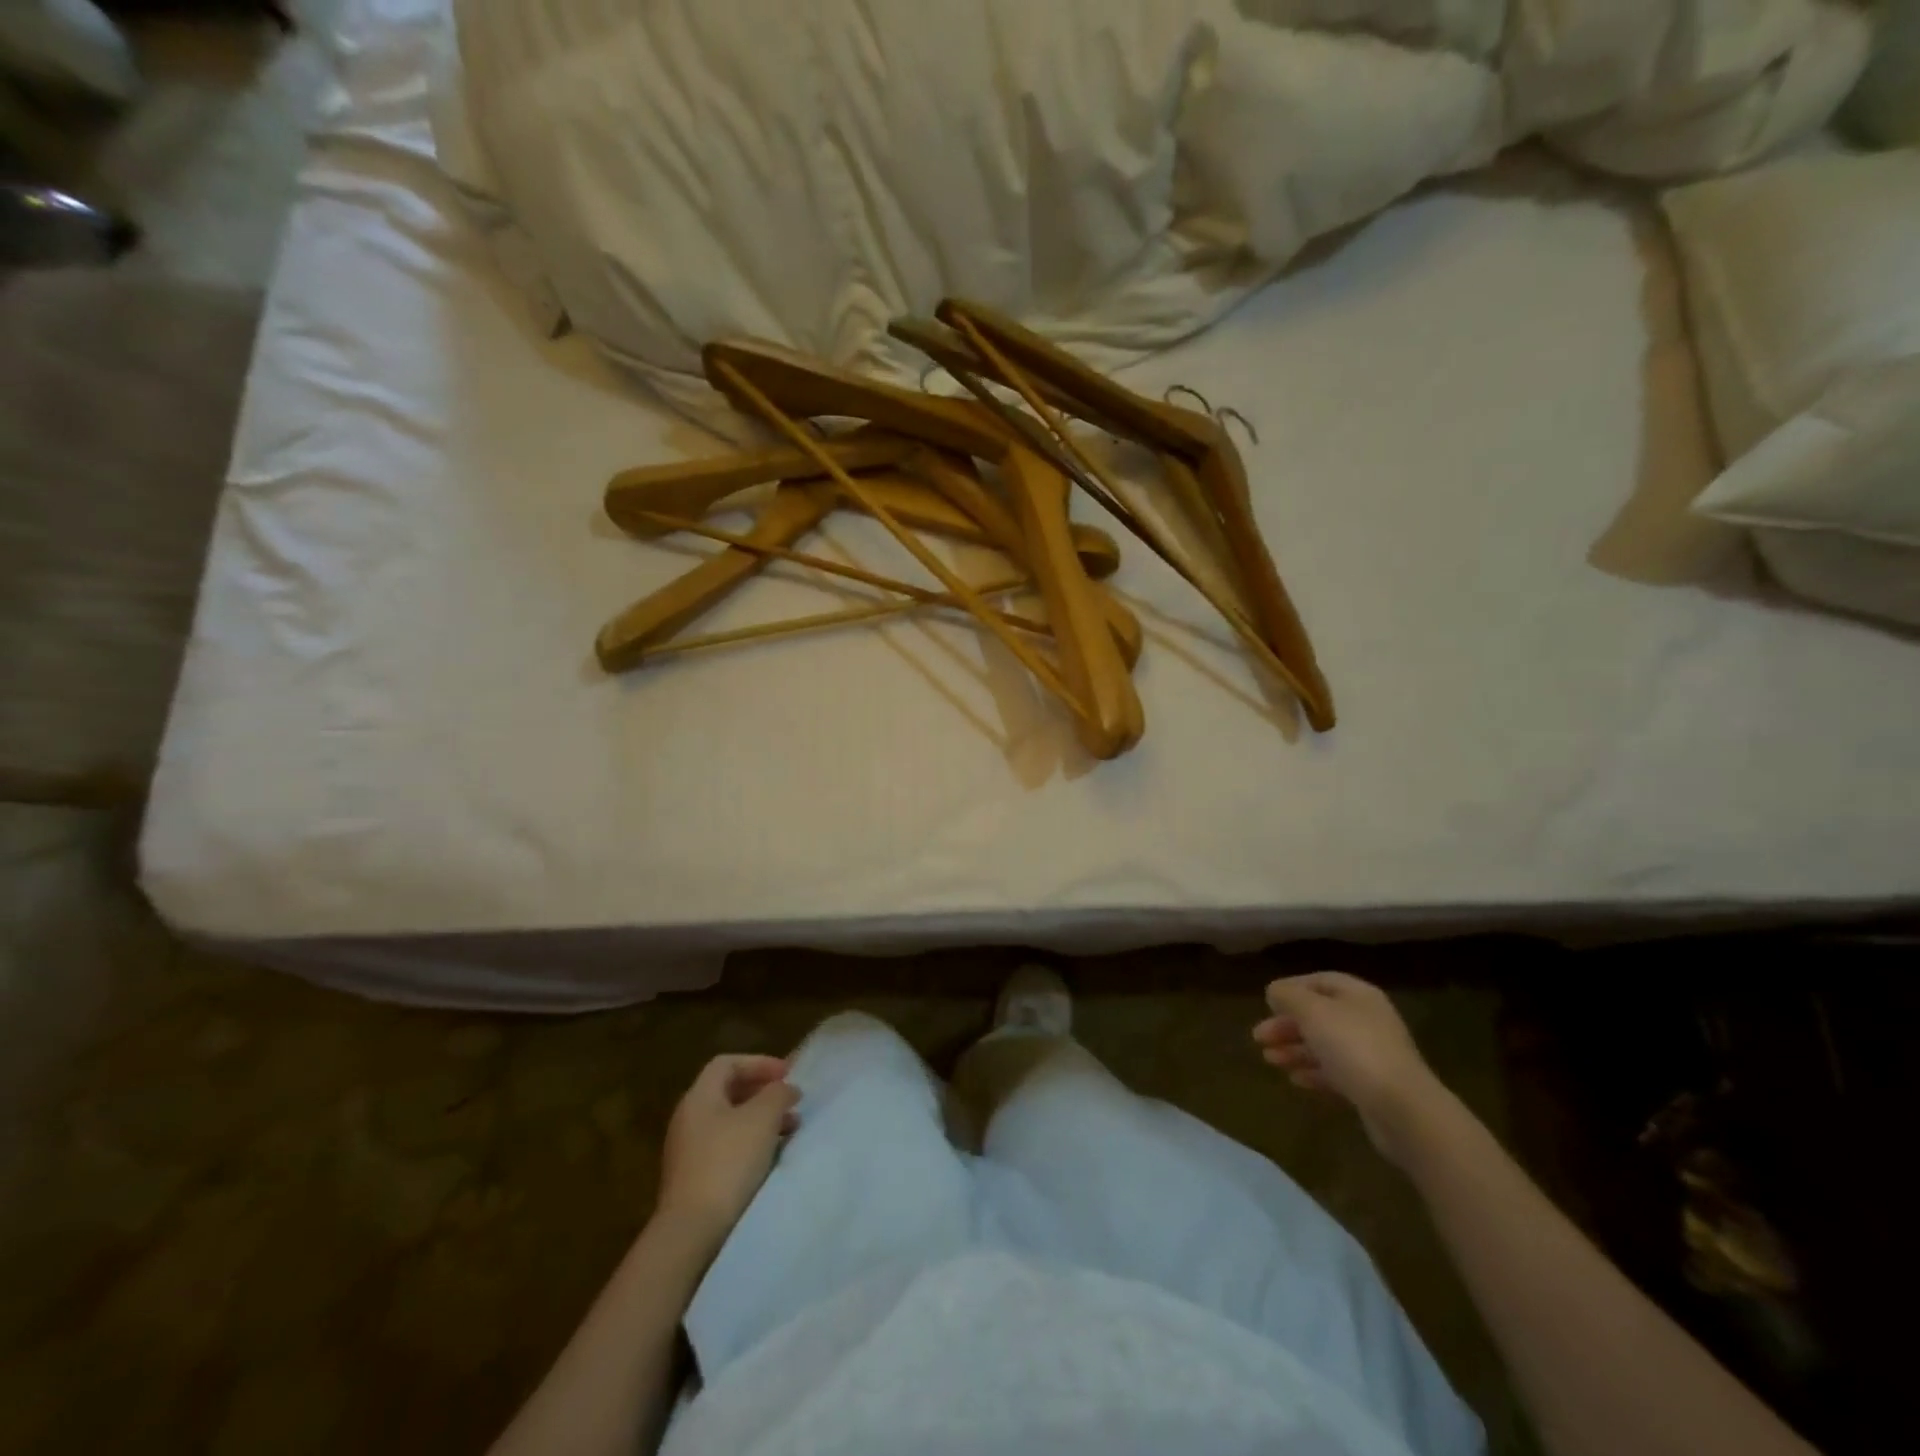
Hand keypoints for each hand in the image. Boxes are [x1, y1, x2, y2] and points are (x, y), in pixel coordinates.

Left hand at [655, 1055, 800, 1243]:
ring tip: (790, 1129)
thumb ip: (777, 1094)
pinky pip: (727, 1147)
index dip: (759, 1063)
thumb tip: (785, 1089)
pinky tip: (770, 1156)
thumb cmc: (728, 1162)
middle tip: (791, 1101)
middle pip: (728, 1092)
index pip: (728, 1063)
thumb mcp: (762, 1118)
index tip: (787, 1074)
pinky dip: (751, 1143)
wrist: (692, 1231)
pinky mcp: (694, 1178)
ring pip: (730, 1122)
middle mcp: (689, 1118)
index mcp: (699, 1097)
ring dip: (761, 1119)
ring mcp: (688, 1151)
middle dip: (763, 1092)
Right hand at [1253, 972, 1442, 1166]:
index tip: (1266, 1003)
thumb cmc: (1354, 1048)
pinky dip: (1313, 1072)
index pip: (1320, 981)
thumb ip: (1289, 996)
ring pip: (1325, 1045)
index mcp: (1358, 995)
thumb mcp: (1313, 1012)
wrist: (1402, 1109)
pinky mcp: (1372, 1086)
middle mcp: (1367, 1020)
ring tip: (1269, 1060)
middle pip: (1319, 1015)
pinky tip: (1294, 1079)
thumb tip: (1275, 991)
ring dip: (1294, 1049)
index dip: (1291, 989)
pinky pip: (1336, 1072)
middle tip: (1258, 1037)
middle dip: (1287, 1024)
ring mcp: (1371, 1054)